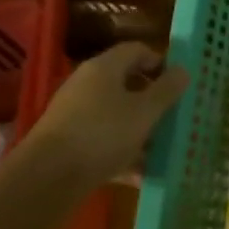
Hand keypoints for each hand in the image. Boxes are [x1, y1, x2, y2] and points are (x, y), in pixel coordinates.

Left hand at [24, 42, 189, 187]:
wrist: (45, 179)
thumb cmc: (103, 134)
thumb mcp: (146, 111)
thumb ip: (168, 89)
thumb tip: (183, 70)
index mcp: (104, 67)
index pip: (137, 50)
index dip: (160, 62)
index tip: (178, 82)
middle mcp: (86, 84)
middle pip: (126, 82)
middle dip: (152, 98)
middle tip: (173, 114)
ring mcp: (73, 113)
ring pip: (115, 113)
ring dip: (139, 127)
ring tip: (160, 147)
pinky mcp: (66, 141)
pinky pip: (102, 138)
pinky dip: (121, 150)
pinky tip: (137, 173)